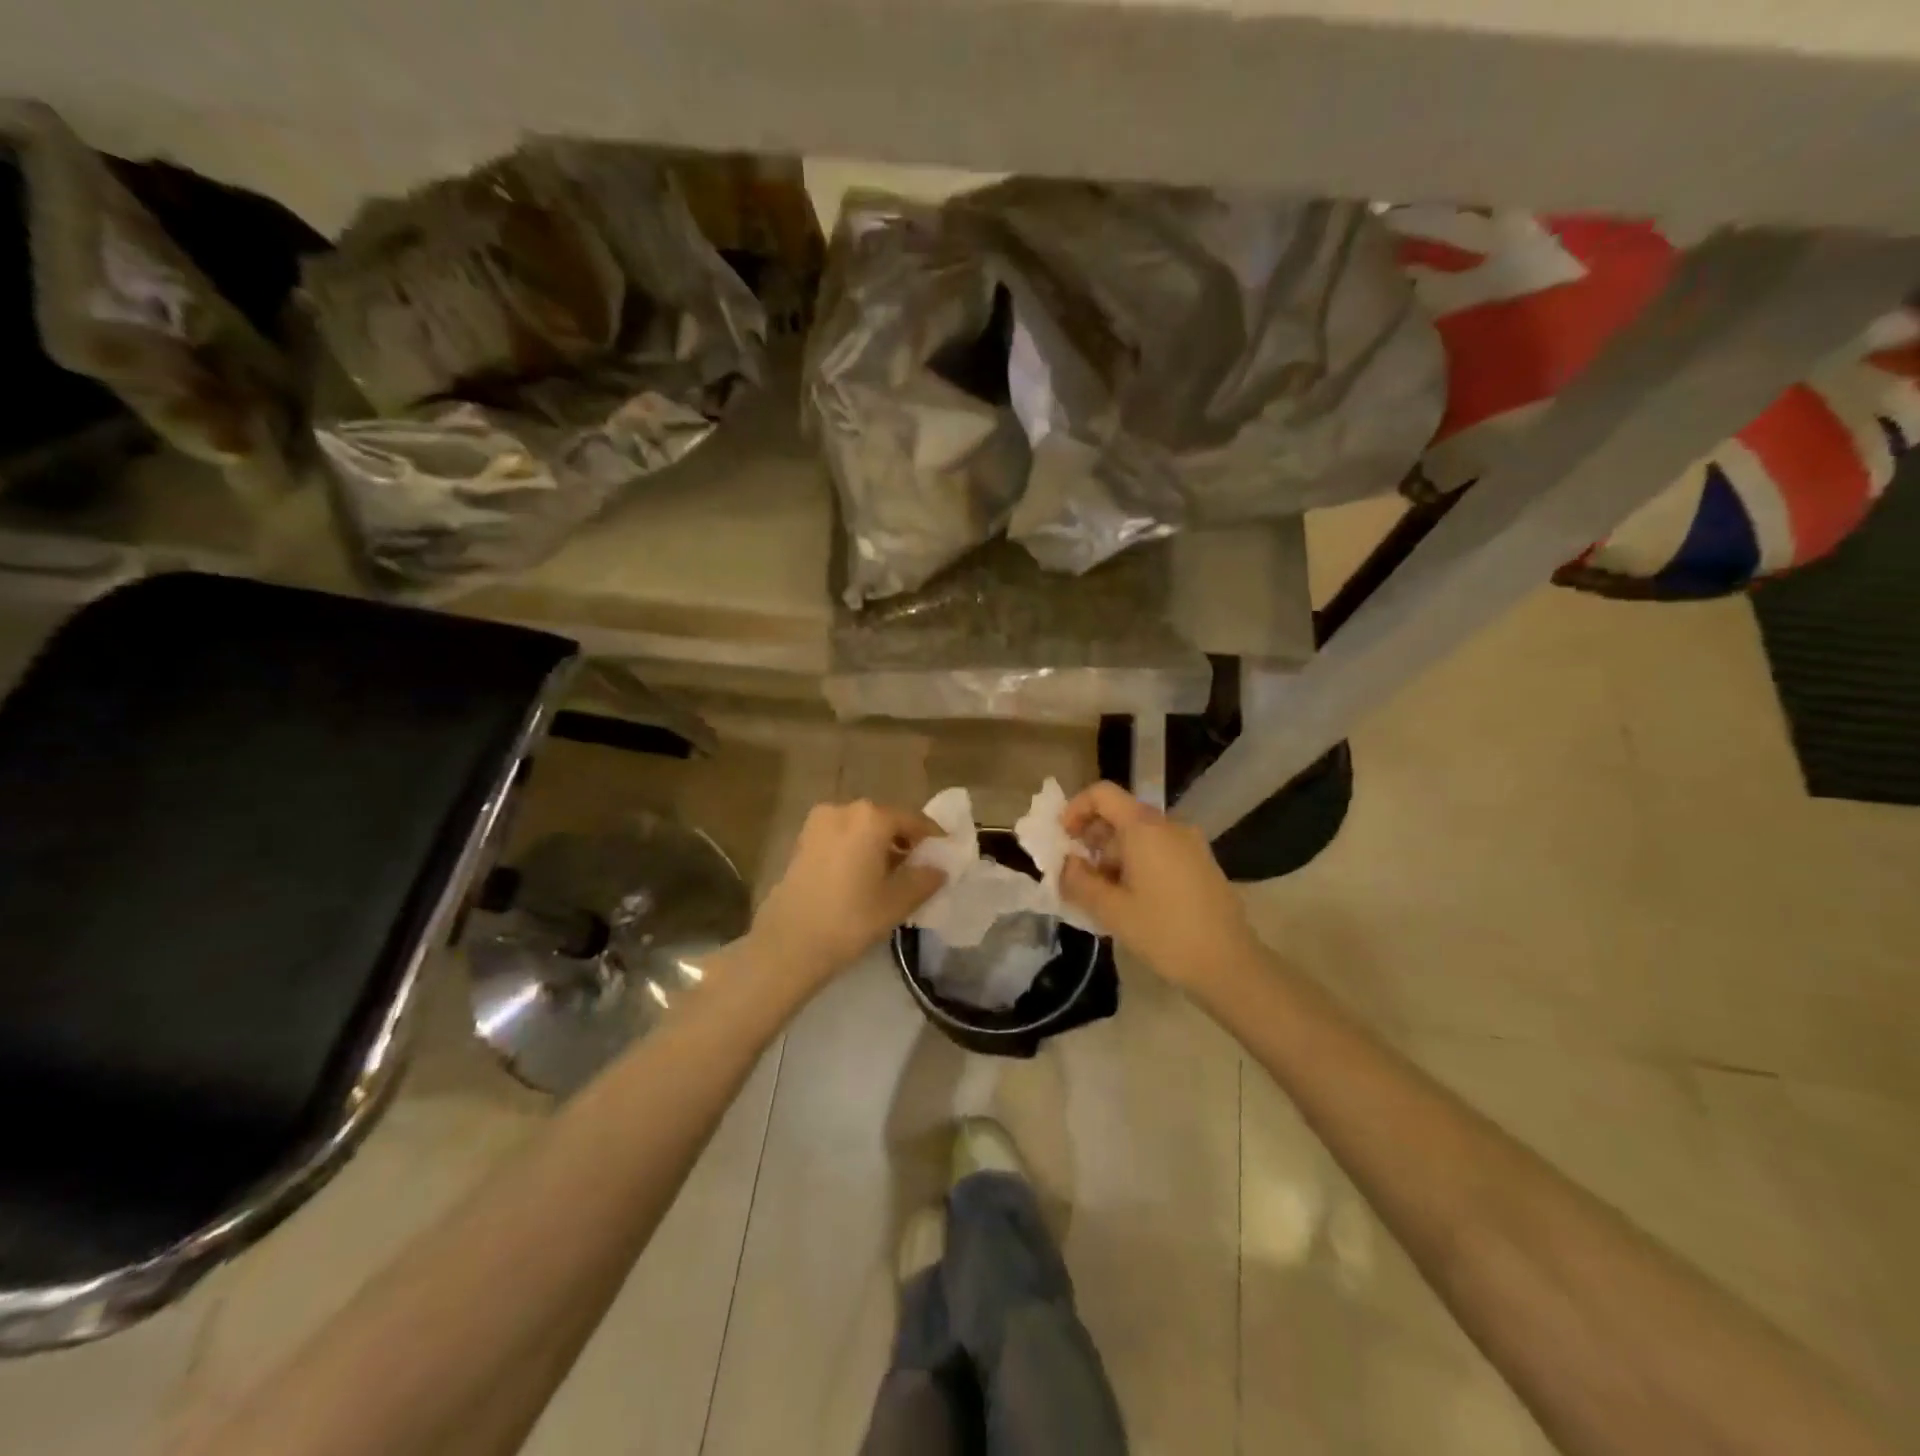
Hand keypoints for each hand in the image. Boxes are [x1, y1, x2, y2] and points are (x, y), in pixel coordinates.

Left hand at [745, 800, 945, 990]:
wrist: (788, 944)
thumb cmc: (849, 919)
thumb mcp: (896, 903)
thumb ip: (924, 880)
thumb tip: (939, 868)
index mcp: (871, 818)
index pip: (914, 821)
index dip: (932, 838)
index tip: (945, 856)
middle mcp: (843, 810)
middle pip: (885, 821)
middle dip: (904, 842)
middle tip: (919, 869)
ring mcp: (818, 824)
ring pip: (861, 829)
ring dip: (879, 846)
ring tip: (891, 877)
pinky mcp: (802, 842)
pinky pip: (841, 838)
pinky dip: (856, 851)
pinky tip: (862, 878)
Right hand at [1059, 782, 1261, 990]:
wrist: (1230, 964)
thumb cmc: (1165, 932)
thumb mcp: (1111, 910)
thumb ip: (1079, 881)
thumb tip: (1066, 863)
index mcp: (1145, 827)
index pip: (1102, 794)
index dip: (1075, 809)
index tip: (1062, 839)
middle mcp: (1169, 825)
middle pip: (1120, 814)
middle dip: (1092, 839)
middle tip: (1076, 874)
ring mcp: (1189, 843)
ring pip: (1139, 835)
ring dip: (1113, 856)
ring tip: (1101, 894)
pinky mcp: (1200, 862)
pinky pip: (1158, 849)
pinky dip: (1136, 863)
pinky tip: (1130, 899)